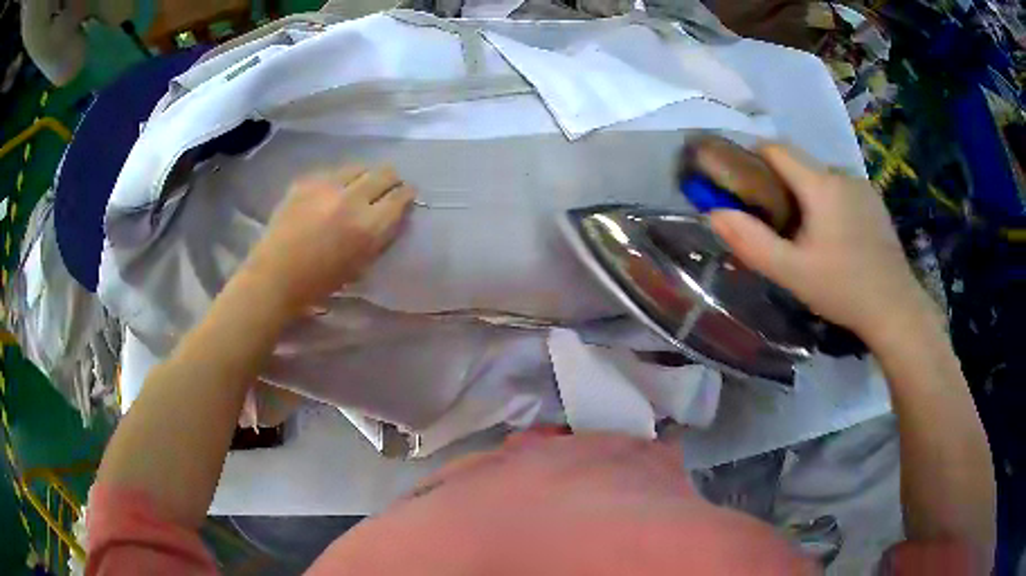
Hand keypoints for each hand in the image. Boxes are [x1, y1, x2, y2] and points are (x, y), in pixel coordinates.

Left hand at [244, 164, 414, 313]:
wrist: (275, 275)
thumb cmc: (320, 282)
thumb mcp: (361, 264)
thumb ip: (380, 235)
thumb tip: (393, 213)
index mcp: (368, 227)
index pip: (399, 197)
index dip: (407, 194)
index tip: (407, 194)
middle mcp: (351, 199)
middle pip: (384, 173)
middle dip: (391, 178)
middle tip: (389, 186)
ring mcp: (326, 186)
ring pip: (359, 167)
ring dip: (366, 175)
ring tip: (361, 185)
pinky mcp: (306, 180)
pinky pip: (333, 171)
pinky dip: (339, 179)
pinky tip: (333, 191)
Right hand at [708, 144, 934, 343]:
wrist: (895, 308)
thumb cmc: (843, 289)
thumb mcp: (792, 272)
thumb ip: (751, 241)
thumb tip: (713, 213)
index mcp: (821, 184)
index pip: (776, 149)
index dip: (752, 158)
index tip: (740, 183)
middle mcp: (842, 174)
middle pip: (799, 164)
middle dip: (779, 184)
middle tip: (772, 222)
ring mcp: (862, 186)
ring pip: (821, 178)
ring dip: (805, 195)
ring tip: (805, 235)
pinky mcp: (875, 202)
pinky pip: (840, 190)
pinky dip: (828, 203)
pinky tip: (834, 238)